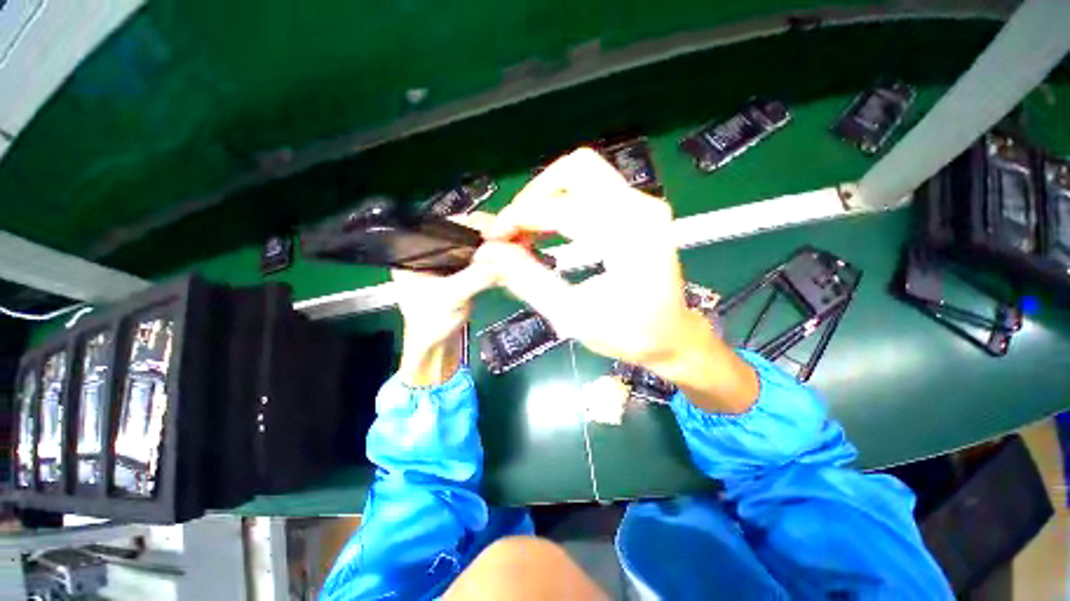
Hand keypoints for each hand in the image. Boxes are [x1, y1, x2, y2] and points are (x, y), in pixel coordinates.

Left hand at [394, 213, 494, 385]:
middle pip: (459, 234)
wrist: (436, 349)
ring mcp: (445, 264)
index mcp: (414, 252)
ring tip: (509, 244)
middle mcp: (429, 253)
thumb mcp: (452, 297)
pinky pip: (476, 260)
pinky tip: (504, 258)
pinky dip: (490, 259)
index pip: (443, 228)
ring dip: (489, 246)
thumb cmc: (432, 325)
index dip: (469, 224)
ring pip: (470, 246)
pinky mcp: (459, 274)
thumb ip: (476, 277)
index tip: (493, 228)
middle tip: (506, 235)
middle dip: (483, 235)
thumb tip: (505, 258)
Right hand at [478, 149, 757, 412]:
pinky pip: (594, 189)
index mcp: (628, 234)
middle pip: (576, 169)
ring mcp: (643, 204)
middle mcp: (640, 207)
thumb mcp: (573, 316)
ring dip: (547, 196)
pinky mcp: (640, 210)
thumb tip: (489, 253)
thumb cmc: (629, 334)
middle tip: (513, 228)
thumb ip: (528, 281)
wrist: (673, 336)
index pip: (560, 207)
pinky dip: (564, 201)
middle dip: (535, 194)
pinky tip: (549, 228)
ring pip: (584, 173)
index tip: (493, 239)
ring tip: (526, 229)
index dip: (518, 218)